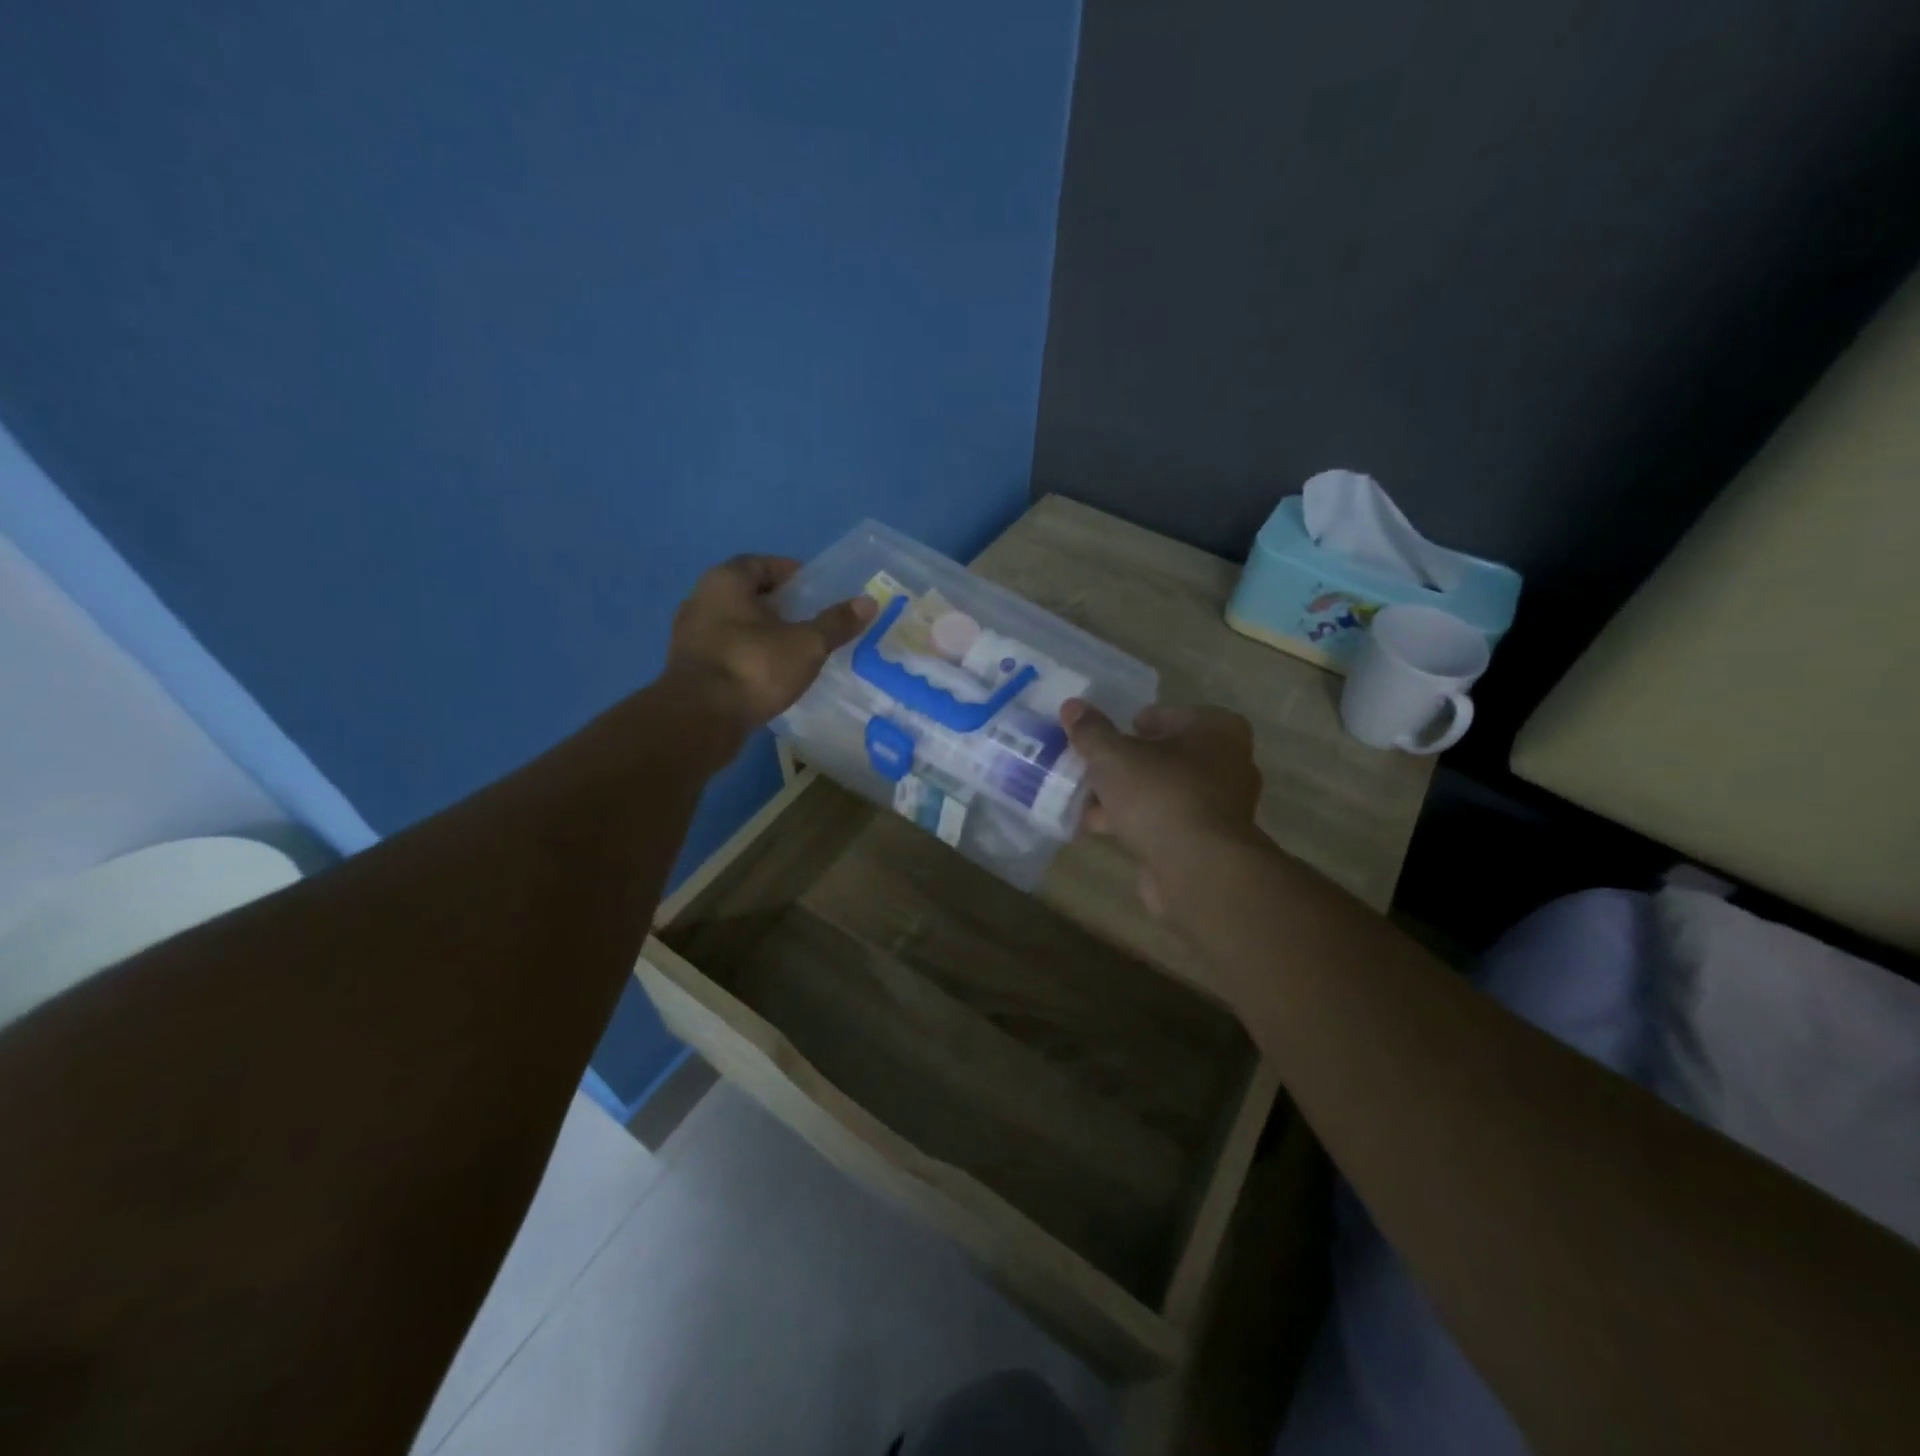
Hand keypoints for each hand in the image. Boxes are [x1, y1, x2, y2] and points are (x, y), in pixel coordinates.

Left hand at [667, 555, 875, 726]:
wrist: (700, 719)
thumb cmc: (754, 667)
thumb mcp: (806, 645)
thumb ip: (836, 623)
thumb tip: (868, 602)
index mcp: (725, 581)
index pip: (761, 564)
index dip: (790, 573)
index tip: (815, 589)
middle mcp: (700, 600)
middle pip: (746, 594)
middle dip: (778, 604)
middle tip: (809, 619)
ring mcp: (689, 636)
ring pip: (734, 624)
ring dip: (761, 632)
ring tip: (794, 649)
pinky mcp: (688, 668)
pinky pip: (726, 651)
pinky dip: (748, 656)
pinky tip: (769, 674)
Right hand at [1061, 700, 1261, 917]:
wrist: (1197, 869)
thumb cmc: (1160, 795)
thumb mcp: (1113, 756)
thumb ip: (1091, 731)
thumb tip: (1072, 706)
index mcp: (1217, 730)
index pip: (1167, 715)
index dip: (1131, 725)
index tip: (1103, 739)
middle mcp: (1228, 764)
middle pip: (1164, 756)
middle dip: (1125, 765)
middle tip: (1090, 769)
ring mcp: (1220, 807)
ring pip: (1162, 792)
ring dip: (1125, 797)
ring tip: (1083, 800)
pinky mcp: (1206, 843)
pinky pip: (1163, 822)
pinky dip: (1134, 823)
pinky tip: (1097, 828)